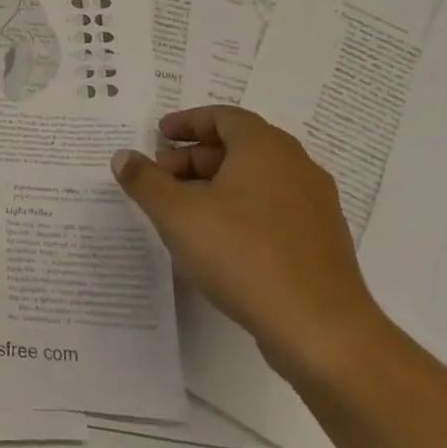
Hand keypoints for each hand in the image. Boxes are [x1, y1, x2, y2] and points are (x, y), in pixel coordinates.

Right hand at [111, 105, 389, 387]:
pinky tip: (218, 239)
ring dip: (216, 184)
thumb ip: (145, 181)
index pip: (224, 117)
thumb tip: (124, 156)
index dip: (188, 122)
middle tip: (162, 176)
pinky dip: (241, 208)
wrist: (321, 330)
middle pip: (240, 146)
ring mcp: (315, 205)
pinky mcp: (322, 241)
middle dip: (195, 156)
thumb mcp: (176, 214)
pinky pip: (274, 207)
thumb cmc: (243, 255)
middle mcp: (297, 167)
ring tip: (184, 210)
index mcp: (265, 148)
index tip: (160, 135)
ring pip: (257, 179)